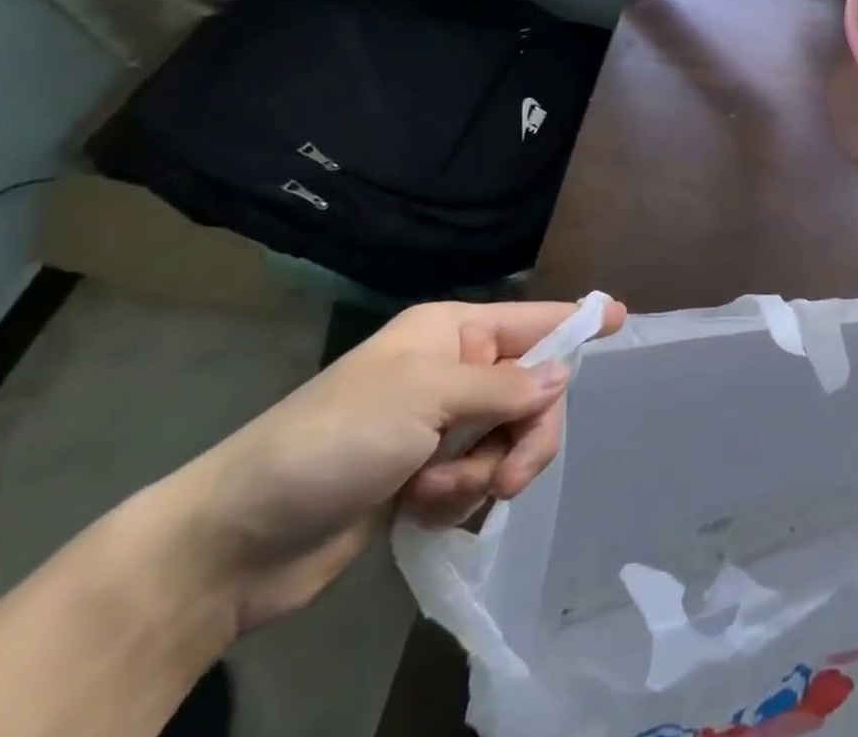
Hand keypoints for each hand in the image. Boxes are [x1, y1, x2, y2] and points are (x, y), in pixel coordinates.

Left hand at [156, 298, 624, 632]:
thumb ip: (501, 384)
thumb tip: (563, 373)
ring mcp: (441, 424)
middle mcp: (454, 371)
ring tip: (440, 495)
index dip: (578, 319)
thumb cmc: (332, 440)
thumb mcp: (423, 398)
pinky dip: (461, 498)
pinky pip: (480, 477)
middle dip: (527, 434)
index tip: (622, 318)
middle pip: (532, 390)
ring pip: (511, 438)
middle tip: (510, 477)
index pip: (533, 319)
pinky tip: (421, 510)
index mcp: (452, 333)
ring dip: (487, 472)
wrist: (235, 541)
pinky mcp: (426, 474)